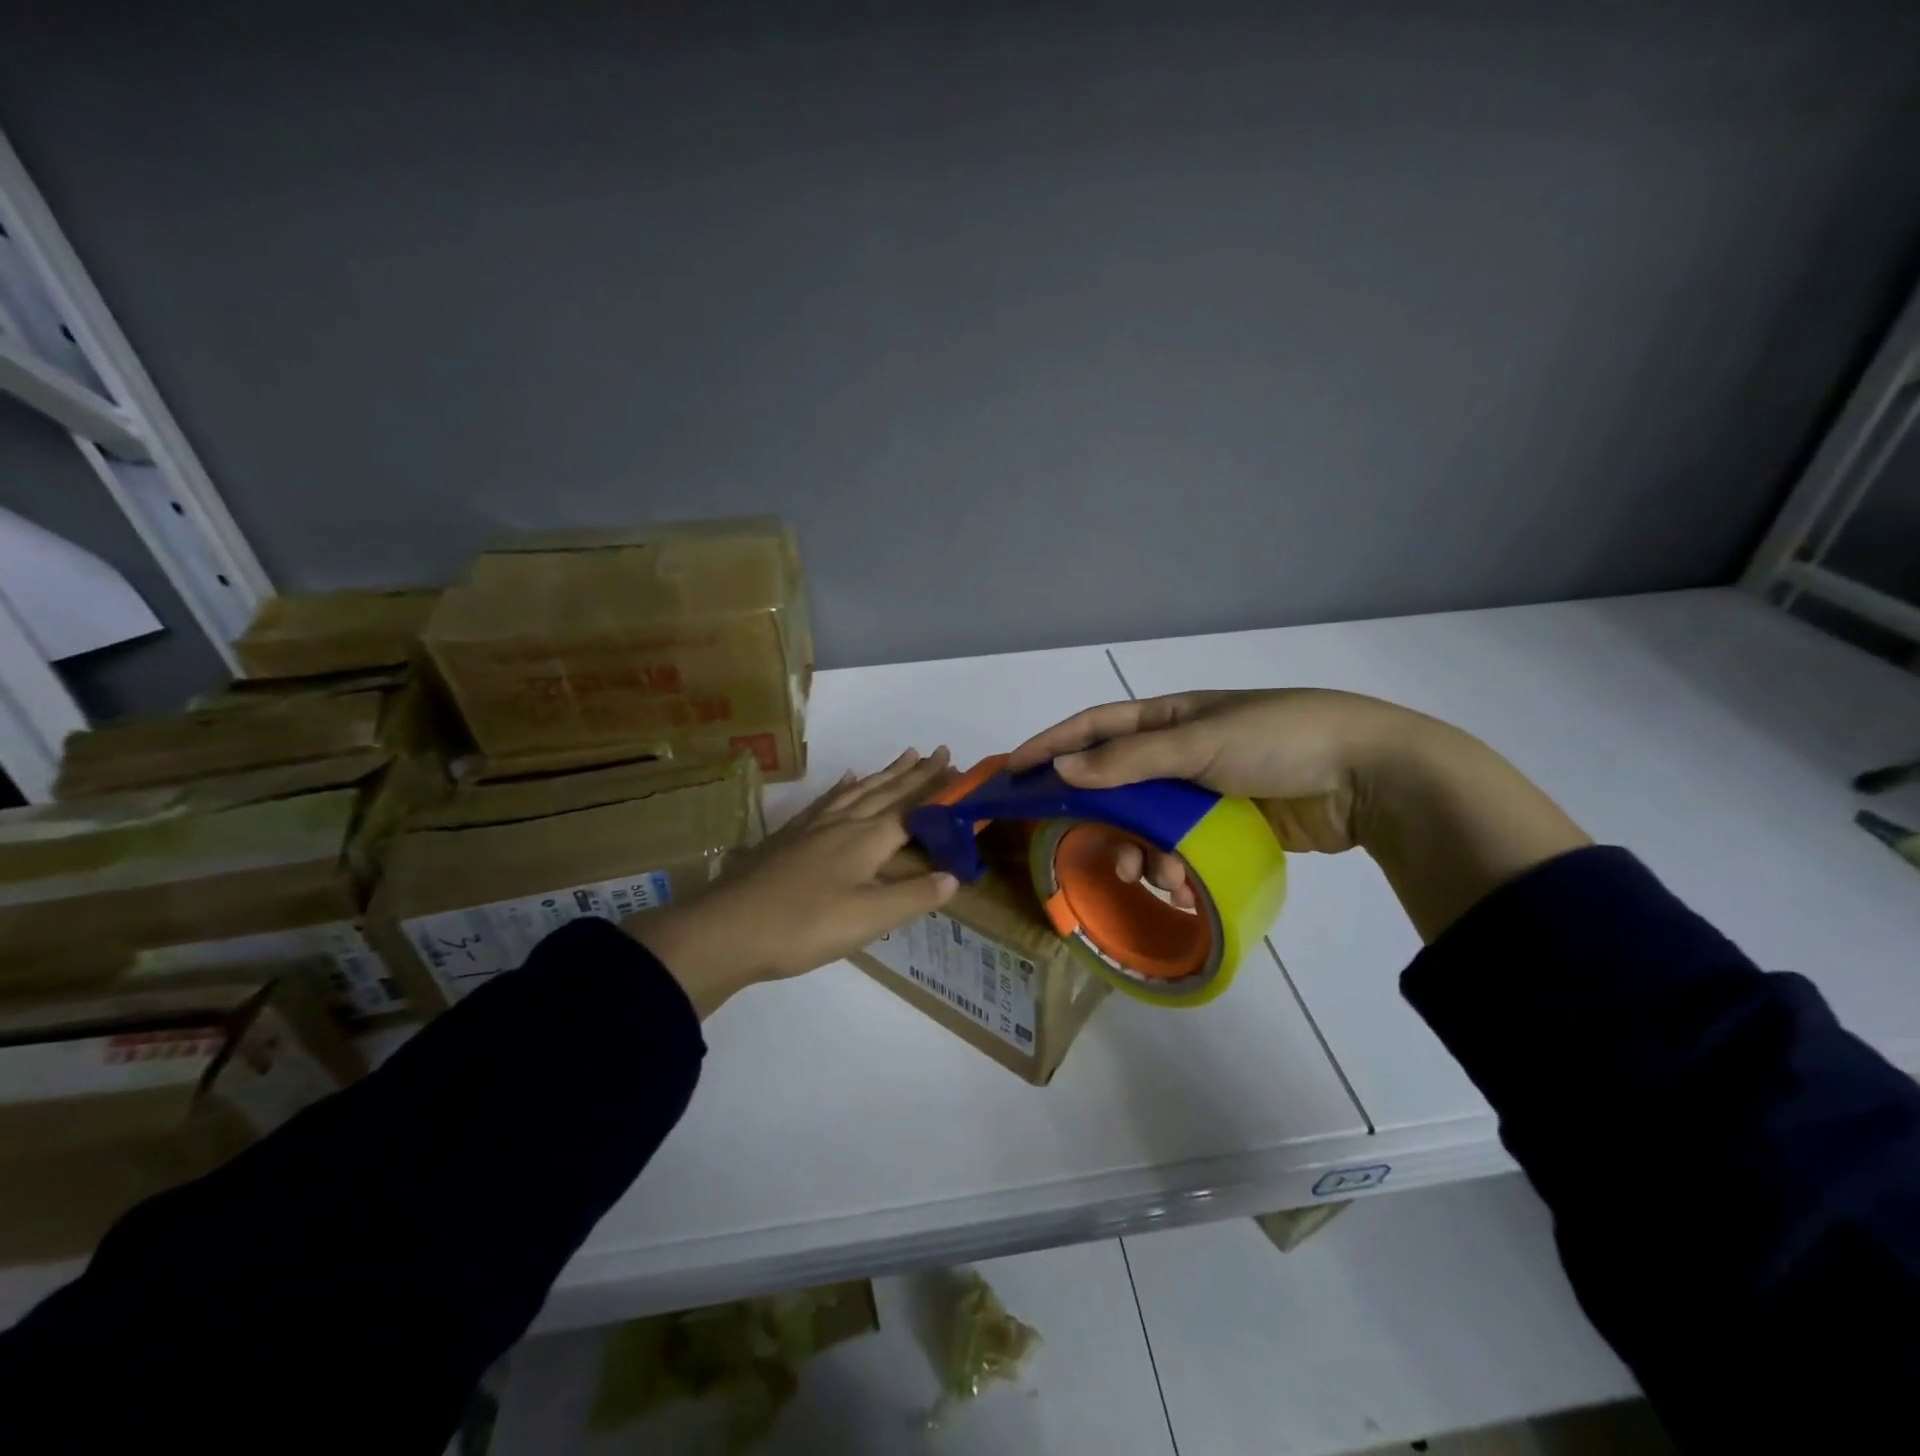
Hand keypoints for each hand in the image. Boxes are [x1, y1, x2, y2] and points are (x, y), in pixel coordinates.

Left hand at [634, 749, 960, 1014]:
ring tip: (902, 757)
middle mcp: (843, 823)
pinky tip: (845, 781)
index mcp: (867, 839)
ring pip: (857, 791)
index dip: (937, 790)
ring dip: (883, 774)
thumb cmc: (803, 926)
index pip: (911, 808)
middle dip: (915, 773)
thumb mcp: (867, 919)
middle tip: (938, 752)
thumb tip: (954, 876)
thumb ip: (912, 896)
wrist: (726, 929)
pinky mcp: (788, 837)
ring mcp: (812, 827)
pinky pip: (825, 801)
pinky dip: (842, 788)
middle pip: (885, 791)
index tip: (958, 767)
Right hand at [1007, 690, 1414, 904]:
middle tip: (1080, 847)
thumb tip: (1062, 769)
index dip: (1052, 745)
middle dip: (1098, 818)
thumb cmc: (1278, 739)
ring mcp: (1203, 792)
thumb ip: (1129, 759)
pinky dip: (1174, 868)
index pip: (1095, 727)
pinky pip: (1180, 849)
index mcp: (1170, 718)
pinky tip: (1181, 886)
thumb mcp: (1198, 741)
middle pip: (1116, 784)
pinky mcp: (1225, 827)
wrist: (1369, 775)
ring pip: (1147, 825)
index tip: (1013, 771)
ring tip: (1151, 876)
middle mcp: (1180, 752)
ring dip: (1140, 852)